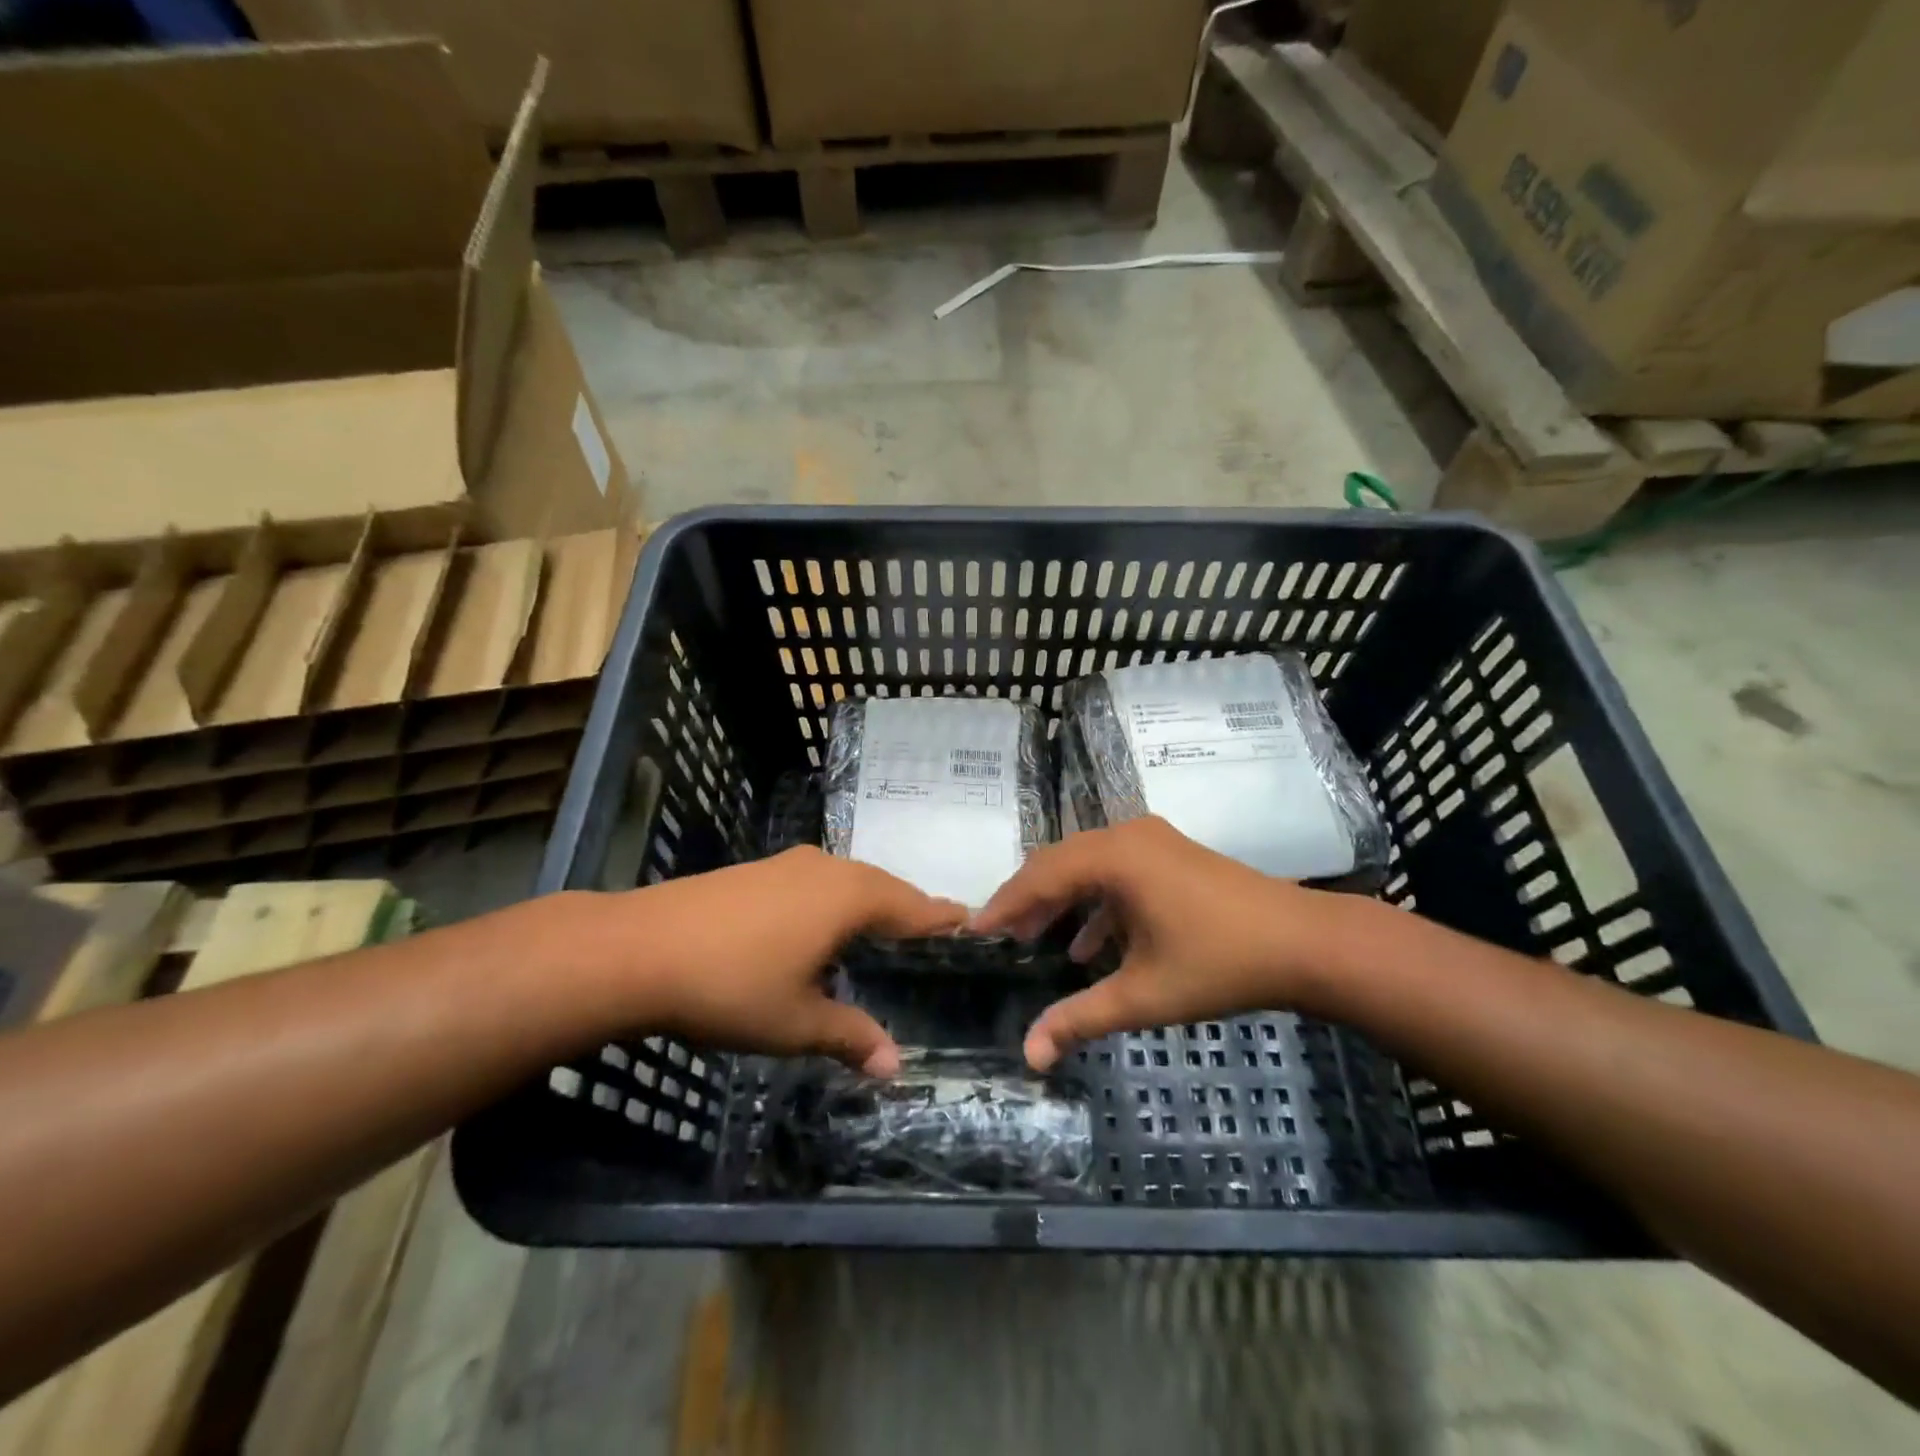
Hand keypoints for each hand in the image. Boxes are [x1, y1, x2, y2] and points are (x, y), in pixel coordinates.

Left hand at [610, 848, 963, 1076]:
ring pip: (848, 879)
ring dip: (871, 901)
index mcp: (848, 898)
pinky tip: (824, 924)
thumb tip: (896, 1066)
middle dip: (908, 908)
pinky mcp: (757, 870)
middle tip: (932, 931)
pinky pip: (818, 880)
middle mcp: (825, 870)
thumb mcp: (795, 1022)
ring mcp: (787, 865)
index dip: (940, 916)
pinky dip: (837, 899)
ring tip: (885, 928)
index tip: (969, 920)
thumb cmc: (730, 985)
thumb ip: (850, 1036)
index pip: (911, 905)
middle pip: (882, 886)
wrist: (638, 949)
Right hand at [969, 817, 1342, 1069]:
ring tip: (1035, 940)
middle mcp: (1126, 836)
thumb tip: (1028, 1056)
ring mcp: (1152, 841)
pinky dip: (1096, 903)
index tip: (972, 931)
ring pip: (1086, 865)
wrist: (1304, 944)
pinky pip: (1116, 871)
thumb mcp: (1143, 995)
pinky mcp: (1170, 854)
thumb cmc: (1219, 964)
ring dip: (1060, 901)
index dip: (1003, 906)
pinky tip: (1090, 945)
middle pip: (1058, 863)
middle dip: (1026, 901)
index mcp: (1114, 857)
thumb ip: (1080, 1019)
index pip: (1040, 877)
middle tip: (998, 937)